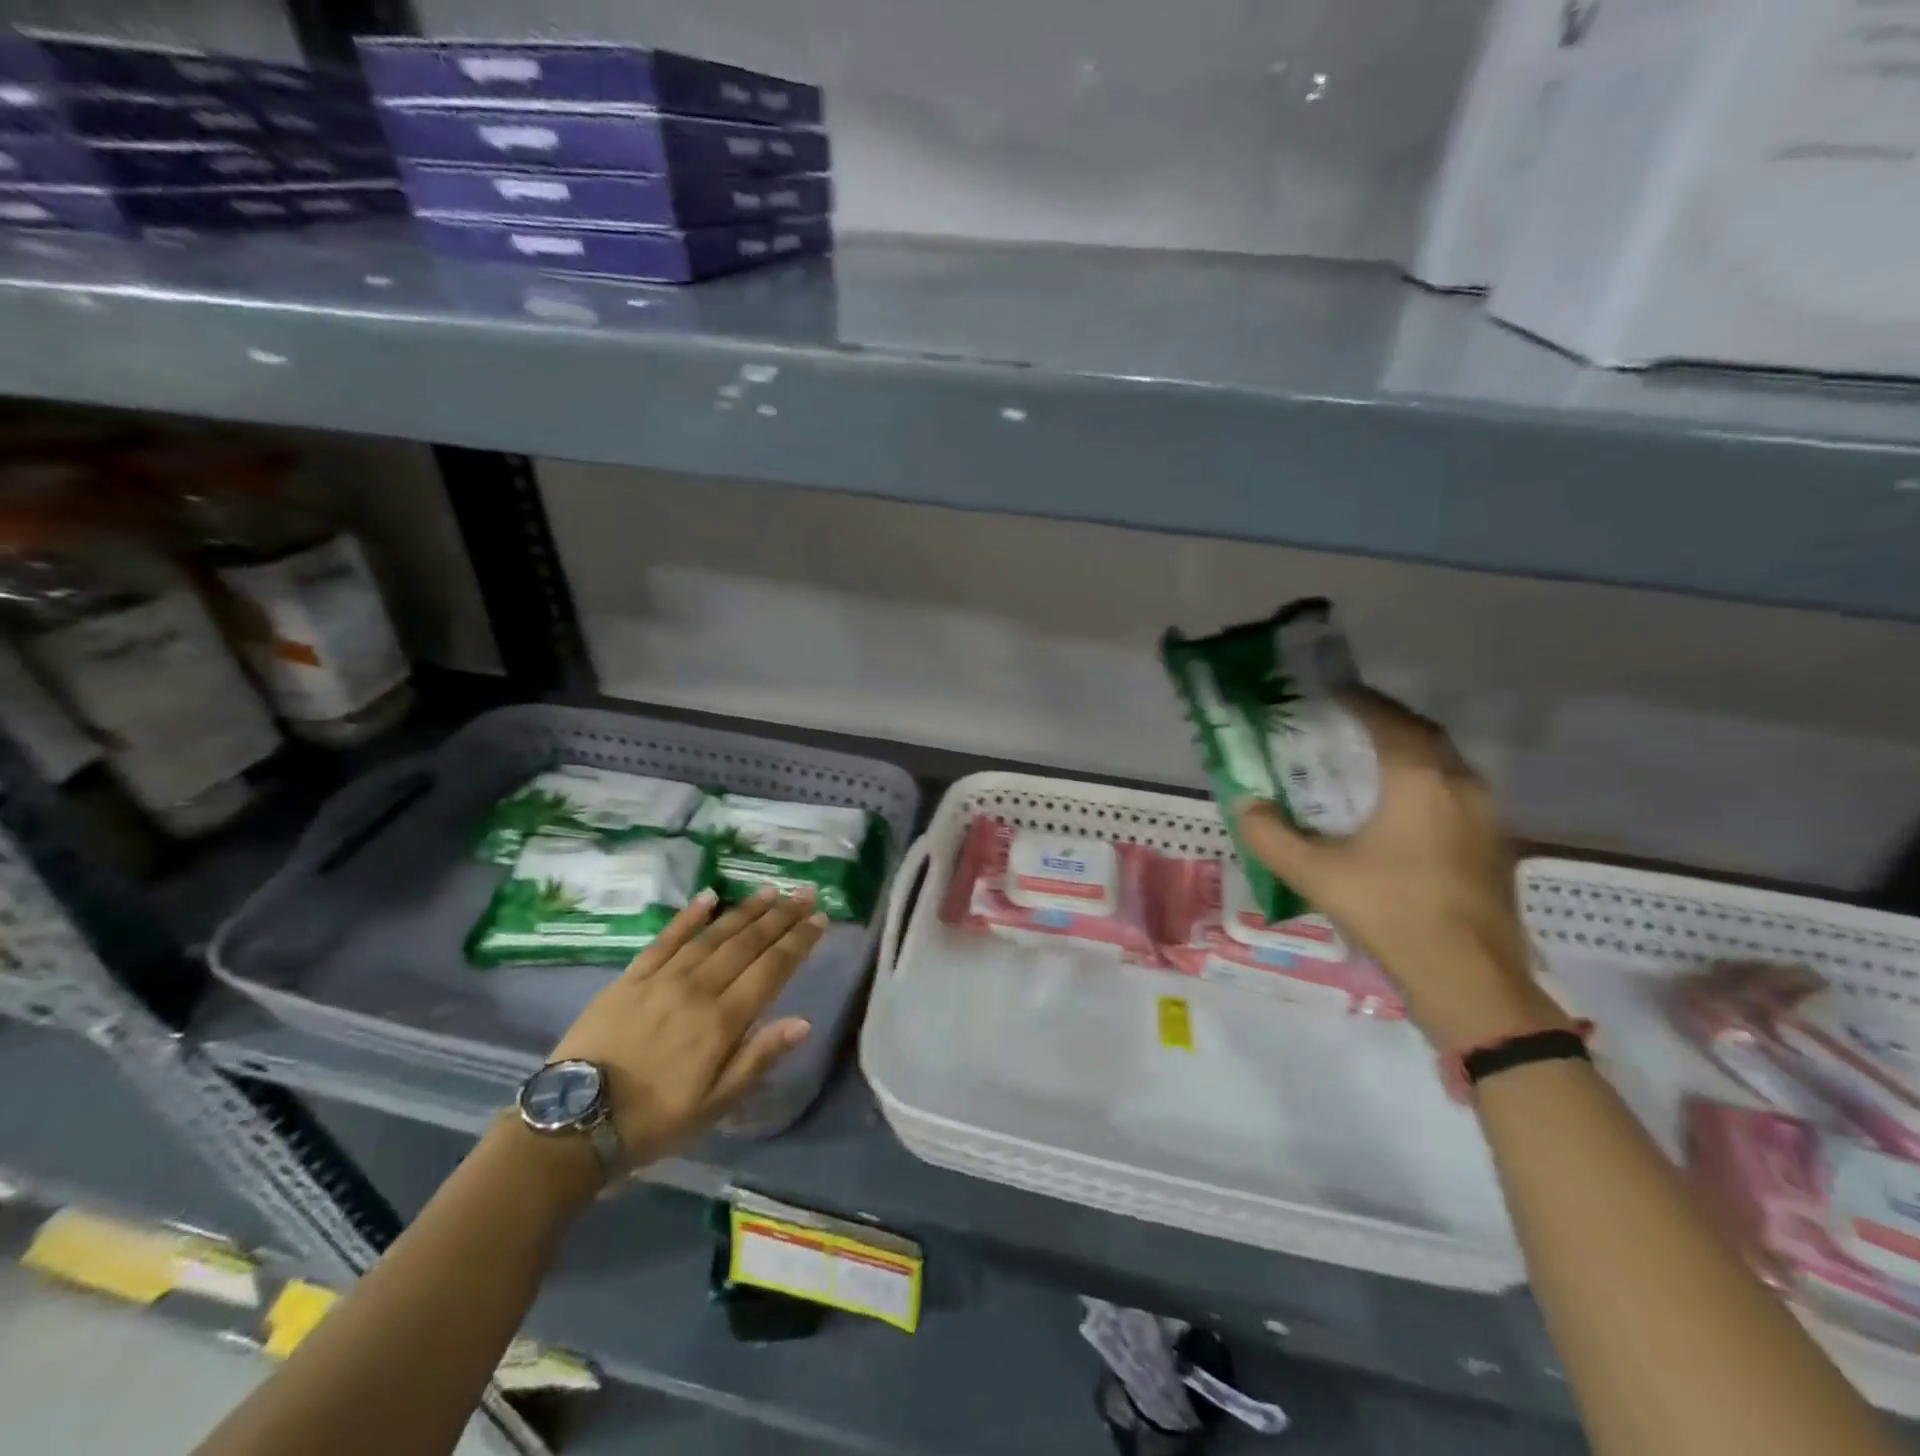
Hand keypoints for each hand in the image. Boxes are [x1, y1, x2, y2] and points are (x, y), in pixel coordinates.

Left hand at [547, 884, 823, 1170]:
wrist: (573, 1123)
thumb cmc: (654, 1120)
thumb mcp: (714, 1104)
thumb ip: (758, 1058)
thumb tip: (803, 1022)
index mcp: (722, 1021)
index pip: (772, 970)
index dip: (799, 942)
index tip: (820, 918)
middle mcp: (698, 989)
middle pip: (748, 944)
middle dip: (781, 916)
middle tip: (805, 892)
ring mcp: (662, 978)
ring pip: (714, 935)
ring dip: (745, 910)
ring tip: (770, 890)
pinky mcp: (631, 976)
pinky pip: (666, 938)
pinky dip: (689, 916)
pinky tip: (710, 896)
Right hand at [1235, 690, 1567, 1050]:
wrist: (1469, 979)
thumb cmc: (1392, 913)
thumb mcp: (1316, 874)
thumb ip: (1271, 836)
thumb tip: (1244, 805)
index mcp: (1421, 782)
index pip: (1389, 722)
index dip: (1359, 702)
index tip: (1331, 692)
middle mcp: (1461, 787)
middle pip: (1424, 736)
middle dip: (1387, 721)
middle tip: (1348, 721)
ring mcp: (1487, 817)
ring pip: (1446, 765)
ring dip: (1410, 752)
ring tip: (1370, 759)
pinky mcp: (1494, 846)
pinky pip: (1457, 793)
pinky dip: (1426, 782)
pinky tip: (1401, 809)